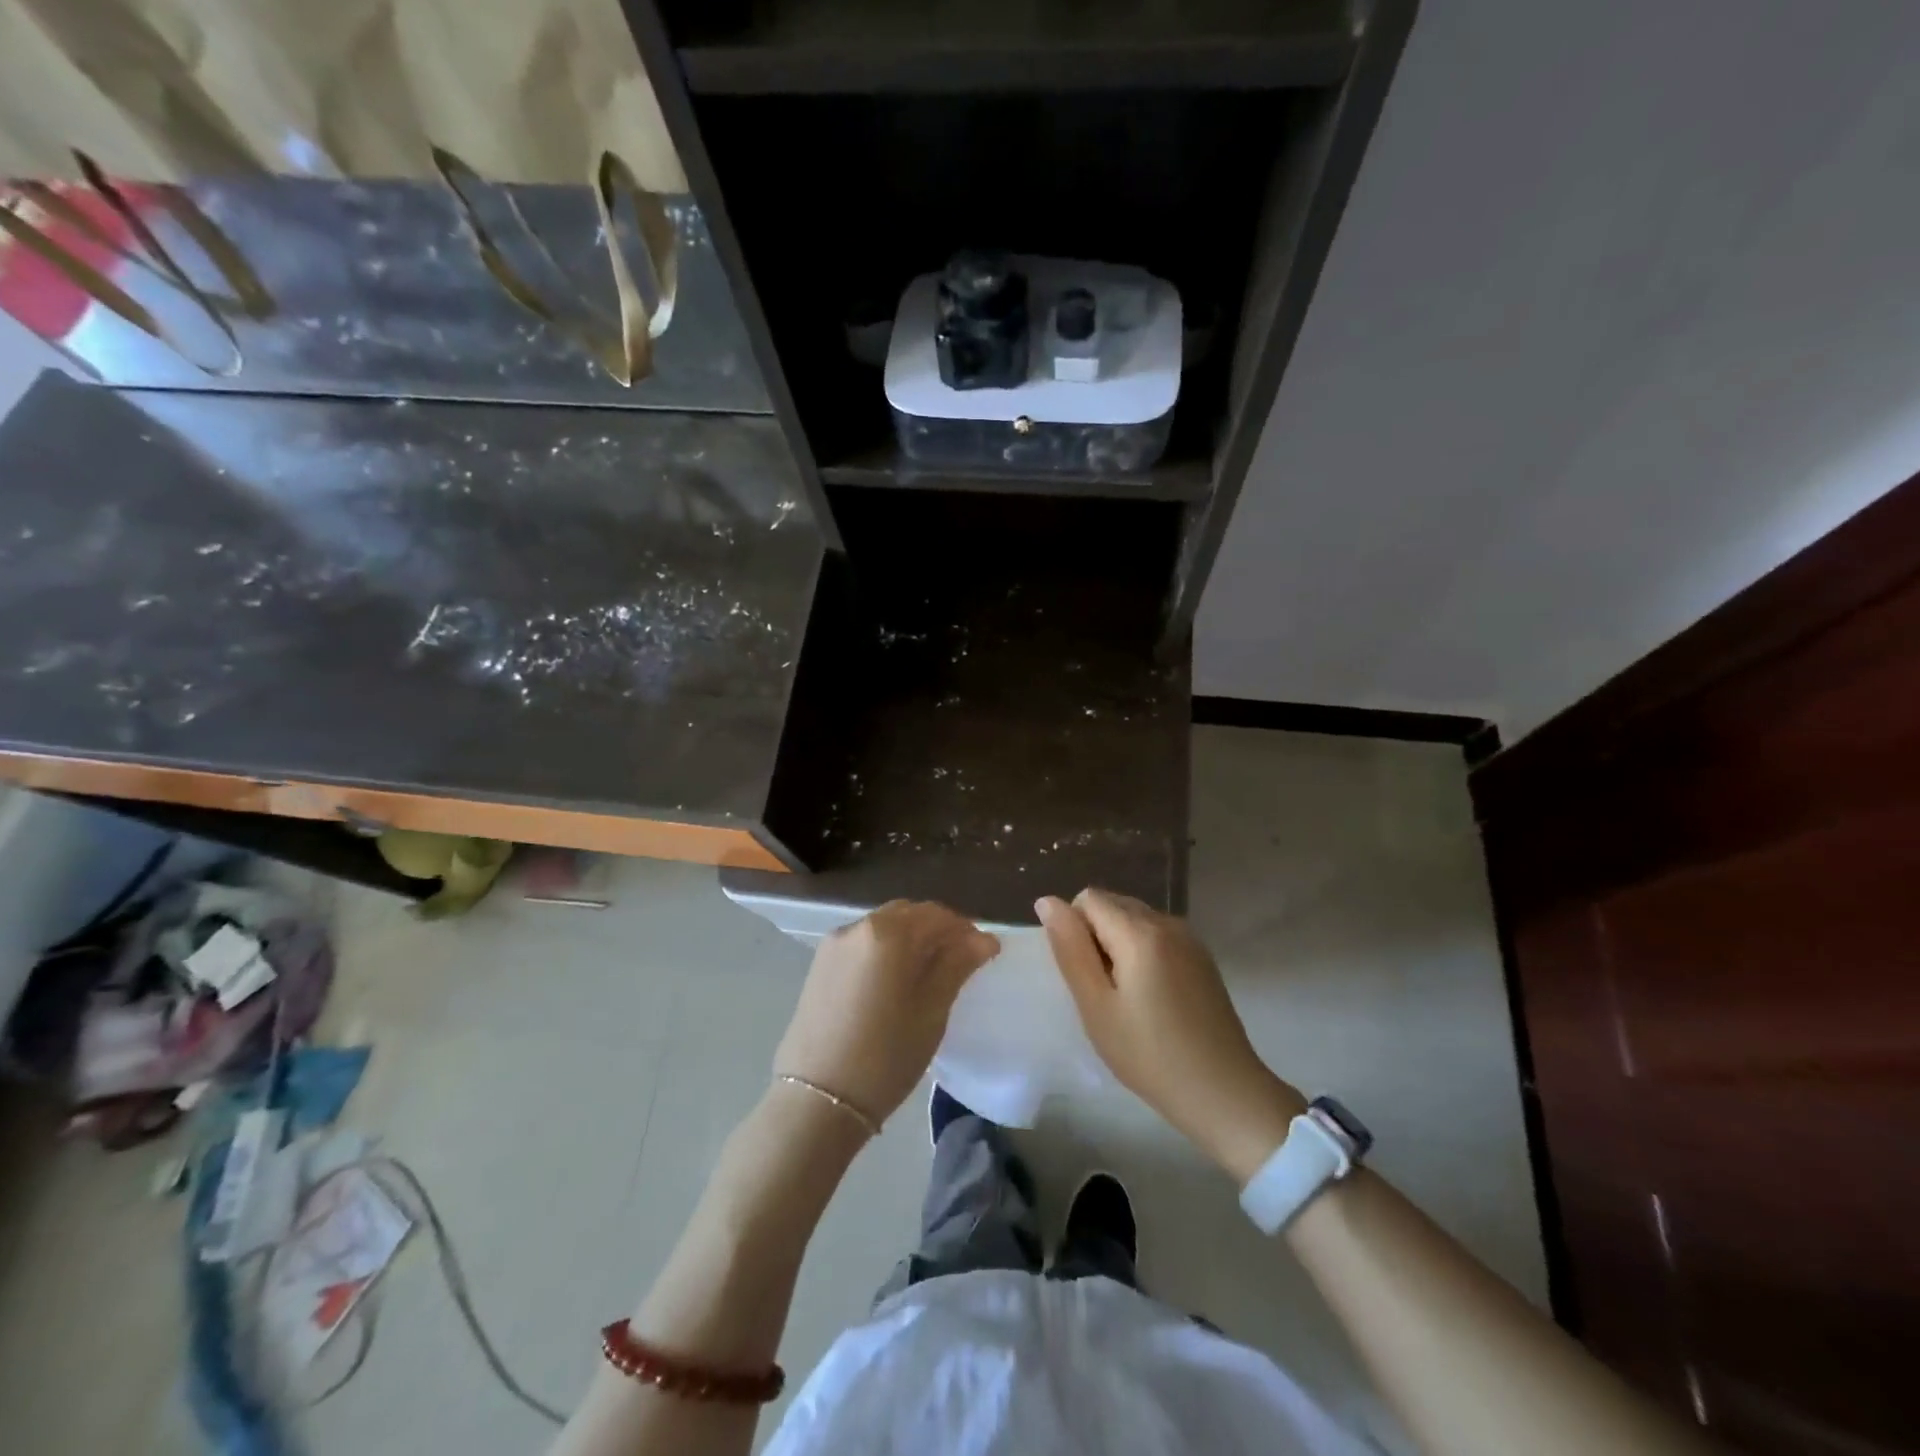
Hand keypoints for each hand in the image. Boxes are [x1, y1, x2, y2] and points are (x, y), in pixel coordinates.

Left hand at [772, 900, 998, 1129]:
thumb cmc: (886, 1055)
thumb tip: (984, 938)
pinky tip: (895, 982)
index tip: (984, 953)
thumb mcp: (932, 1010)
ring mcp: (834, 945)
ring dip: (911, 939)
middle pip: (908, 914)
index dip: (965, 930)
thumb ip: (958, 965)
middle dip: (937, 931)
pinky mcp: (819, 965)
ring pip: (884, 928)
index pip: (937, 914)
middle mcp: (857, 926)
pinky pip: (863, 944)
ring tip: (929, 973)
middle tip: (960, 962)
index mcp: (888, 932)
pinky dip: (886, 951)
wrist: (818, 1100)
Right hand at [1037, 889, 1304, 1182]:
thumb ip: (1070, 949)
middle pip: (1113, 904)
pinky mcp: (1202, 957)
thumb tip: (1047, 901)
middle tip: (1102, 991)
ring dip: (1118, 943)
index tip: (1084, 975)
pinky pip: (1157, 935)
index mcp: (1139, 931)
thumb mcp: (1096, 1006)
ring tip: (1126, 997)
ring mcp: (1189, 938)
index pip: (1088, 898)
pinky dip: (1142, 952)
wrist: (1224, 1092)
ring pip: (1135, 919)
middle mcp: (1167, 922)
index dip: (1075, 930)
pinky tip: (1151, 998)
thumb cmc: (1149, 1055)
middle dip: (1096, 935)